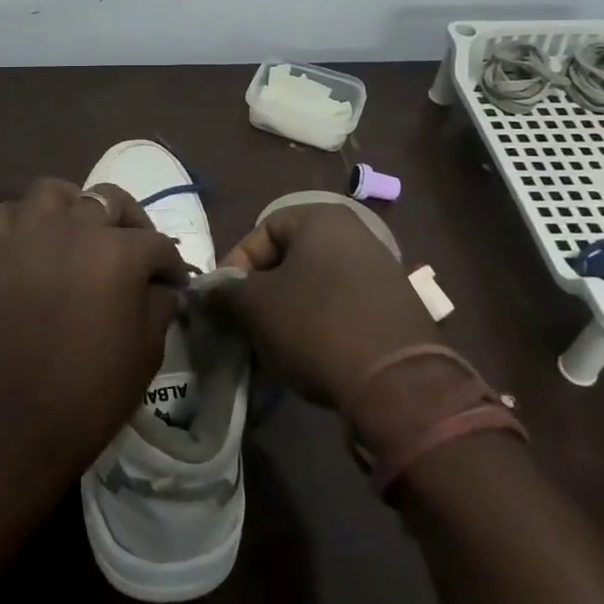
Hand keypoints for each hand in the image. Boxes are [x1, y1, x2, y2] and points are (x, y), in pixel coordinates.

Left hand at [0, 179, 187, 494]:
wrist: (14, 422)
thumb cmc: (90, 392)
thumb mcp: (147, 351)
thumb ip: (160, 304)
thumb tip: (163, 286)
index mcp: (118, 252)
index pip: (156, 243)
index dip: (171, 264)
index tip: (174, 282)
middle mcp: (74, 227)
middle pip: (109, 201)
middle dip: (130, 223)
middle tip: (134, 251)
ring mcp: (27, 232)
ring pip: (54, 192)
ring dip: (73, 207)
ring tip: (79, 233)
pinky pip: (9, 213)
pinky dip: (24, 221)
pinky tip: (34, 245)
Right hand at [219, 201, 447, 423]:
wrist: (399, 384)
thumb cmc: (316, 325)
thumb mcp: (256, 307)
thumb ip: (225, 293)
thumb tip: (204, 292)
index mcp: (321, 218)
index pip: (261, 232)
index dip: (234, 267)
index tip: (222, 303)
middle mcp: (355, 234)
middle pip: (288, 260)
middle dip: (260, 295)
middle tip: (243, 327)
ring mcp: (380, 271)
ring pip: (313, 287)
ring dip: (286, 314)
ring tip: (270, 349)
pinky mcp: (395, 308)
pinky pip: (341, 309)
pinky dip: (317, 327)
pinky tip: (305, 358)